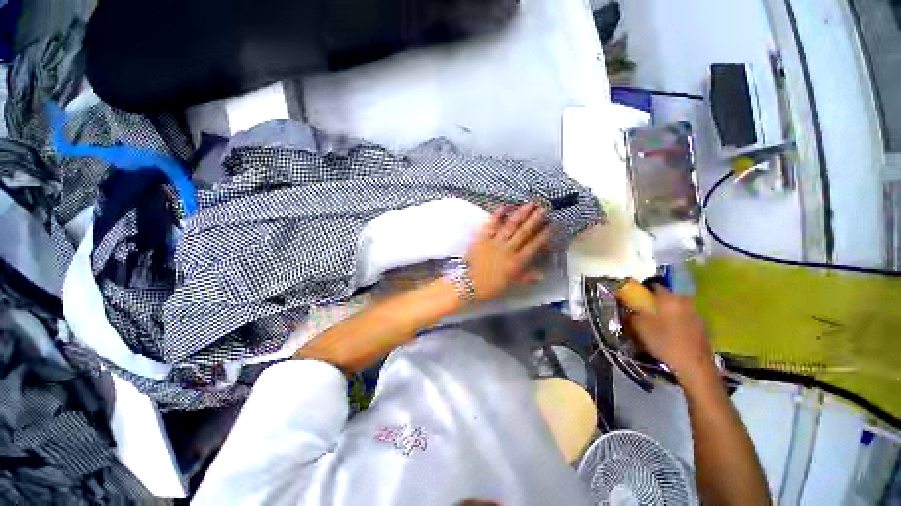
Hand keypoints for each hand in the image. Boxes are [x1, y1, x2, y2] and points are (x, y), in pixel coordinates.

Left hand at [465, 202, 550, 301]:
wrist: (469, 284)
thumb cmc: (490, 286)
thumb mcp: (511, 283)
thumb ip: (526, 277)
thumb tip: (542, 275)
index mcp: (516, 262)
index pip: (534, 246)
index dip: (545, 235)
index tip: (553, 225)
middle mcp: (508, 249)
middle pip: (524, 232)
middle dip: (536, 219)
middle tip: (545, 208)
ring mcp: (495, 242)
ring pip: (510, 226)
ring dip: (521, 214)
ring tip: (530, 204)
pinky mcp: (482, 239)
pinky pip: (491, 225)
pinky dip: (497, 216)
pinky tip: (504, 206)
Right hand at [624, 285, 715, 384]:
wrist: (694, 367)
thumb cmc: (665, 343)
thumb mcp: (640, 328)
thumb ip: (631, 314)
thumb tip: (625, 308)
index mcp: (669, 299)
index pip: (654, 285)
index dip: (643, 289)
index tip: (635, 296)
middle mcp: (684, 302)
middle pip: (667, 296)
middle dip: (656, 300)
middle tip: (645, 310)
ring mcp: (696, 314)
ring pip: (677, 307)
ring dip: (667, 311)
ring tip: (657, 322)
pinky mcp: (702, 327)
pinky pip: (685, 317)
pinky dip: (677, 320)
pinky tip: (671, 332)